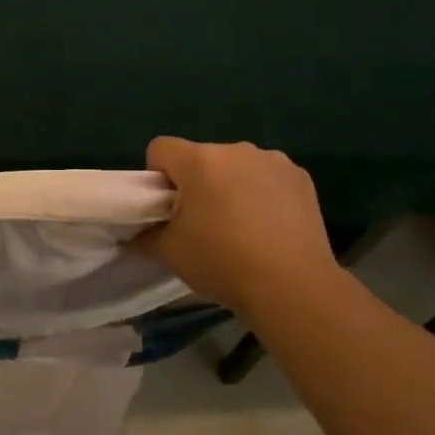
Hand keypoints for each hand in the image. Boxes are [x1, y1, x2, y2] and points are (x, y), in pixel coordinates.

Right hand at [139, 137, 339, 316]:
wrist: (292, 286)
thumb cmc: (222, 262)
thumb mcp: (170, 253)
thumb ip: (145, 236)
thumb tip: (134, 236)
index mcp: (199, 160)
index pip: (160, 148)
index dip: (157, 176)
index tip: (167, 208)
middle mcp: (236, 150)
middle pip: (202, 158)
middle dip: (197, 183)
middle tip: (203, 224)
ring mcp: (273, 161)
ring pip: (237, 167)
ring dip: (231, 186)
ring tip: (241, 228)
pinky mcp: (300, 177)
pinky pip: (268, 177)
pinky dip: (263, 194)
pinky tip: (270, 227)